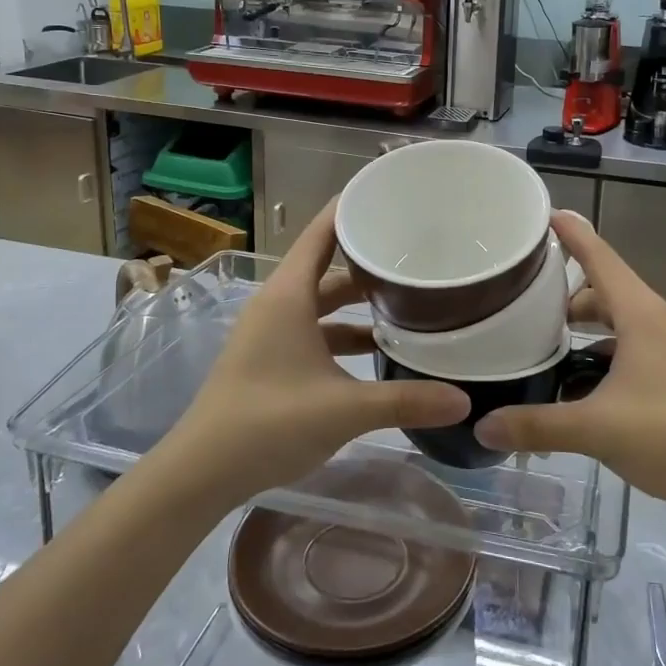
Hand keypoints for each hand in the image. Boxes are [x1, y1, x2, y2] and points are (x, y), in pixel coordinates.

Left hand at [160, 199, 468, 505]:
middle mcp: (279, 303)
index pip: (322, 231)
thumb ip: (405, 400)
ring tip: (407, 298)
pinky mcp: (271, 358)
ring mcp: (272, 332)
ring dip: (359, 301)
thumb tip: (463, 400)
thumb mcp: (344, 409)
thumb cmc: (269, 422)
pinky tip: (377, 348)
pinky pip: (315, 329)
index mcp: (289, 294)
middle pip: (328, 266)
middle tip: (416, 250)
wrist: (201, 472)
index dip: (352, 207)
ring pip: (322, 301)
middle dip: (368, 259)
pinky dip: (344, 331)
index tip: (390, 192)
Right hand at [474, 210, 665, 515]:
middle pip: (602, 289)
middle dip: (563, 292)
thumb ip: (537, 426)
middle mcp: (655, 320)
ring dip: (582, 324)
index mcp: (639, 314)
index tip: (543, 213)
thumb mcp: (597, 429)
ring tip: (543, 340)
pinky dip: (599, 350)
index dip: (571, 234)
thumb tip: (483, 426)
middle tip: (522, 298)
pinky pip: (627, 343)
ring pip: (616, 319)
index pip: (599, 258)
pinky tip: (577, 381)